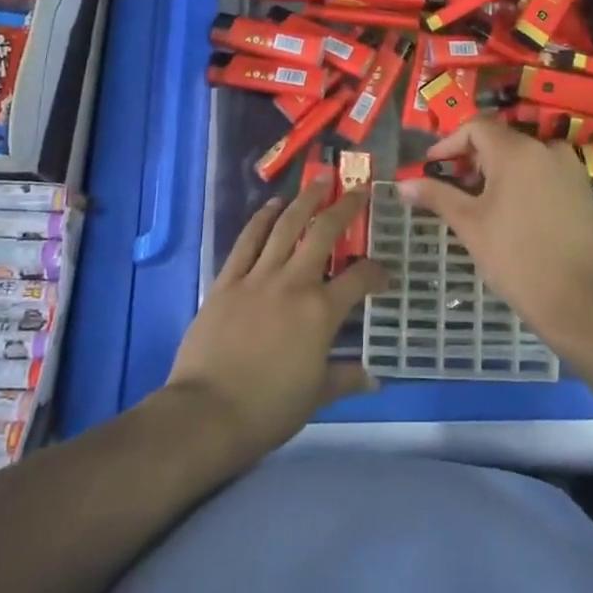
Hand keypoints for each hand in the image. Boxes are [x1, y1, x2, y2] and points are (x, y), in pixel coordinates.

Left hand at [167, 186, 386, 460]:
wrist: (207, 412)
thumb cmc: (268, 408)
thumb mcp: (316, 396)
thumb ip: (346, 378)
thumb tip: (375, 378)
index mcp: (322, 311)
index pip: (360, 278)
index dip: (378, 271)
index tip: (385, 273)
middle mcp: (294, 282)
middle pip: (324, 233)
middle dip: (345, 207)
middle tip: (358, 189)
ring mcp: (258, 277)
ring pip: (286, 226)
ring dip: (305, 200)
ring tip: (320, 180)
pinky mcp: (227, 280)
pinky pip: (247, 241)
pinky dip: (261, 219)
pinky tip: (272, 205)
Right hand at [398, 115, 592, 349]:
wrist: (584, 300)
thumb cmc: (518, 258)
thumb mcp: (470, 226)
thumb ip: (437, 196)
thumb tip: (402, 184)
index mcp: (517, 150)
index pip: (476, 126)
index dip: (449, 143)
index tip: (432, 168)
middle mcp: (546, 148)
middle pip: (500, 140)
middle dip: (472, 161)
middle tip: (452, 192)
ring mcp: (570, 168)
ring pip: (524, 158)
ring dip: (497, 173)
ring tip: (480, 207)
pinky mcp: (583, 190)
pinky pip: (544, 174)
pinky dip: (522, 184)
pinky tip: (512, 216)